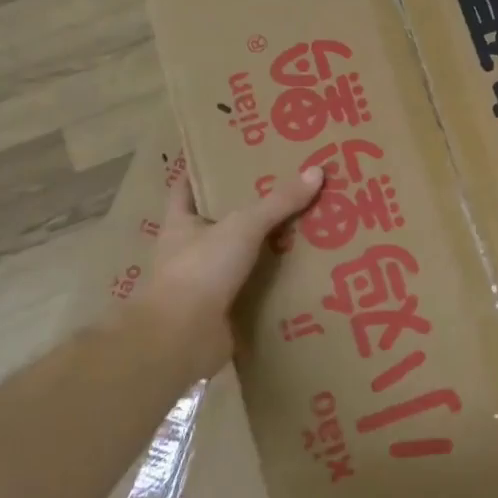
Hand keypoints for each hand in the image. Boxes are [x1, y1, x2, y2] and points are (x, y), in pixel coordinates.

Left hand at [137, 167, 324, 382]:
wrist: (180, 339)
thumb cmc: (200, 270)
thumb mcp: (243, 226)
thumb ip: (279, 202)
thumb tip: (317, 171)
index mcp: (181, 224)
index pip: (187, 189)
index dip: (203, 172)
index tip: (229, 157)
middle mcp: (188, 252)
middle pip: (218, 223)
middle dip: (247, 210)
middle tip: (286, 191)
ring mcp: (203, 284)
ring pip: (238, 258)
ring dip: (263, 250)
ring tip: (304, 231)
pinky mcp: (221, 313)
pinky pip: (252, 291)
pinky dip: (272, 286)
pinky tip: (301, 276)